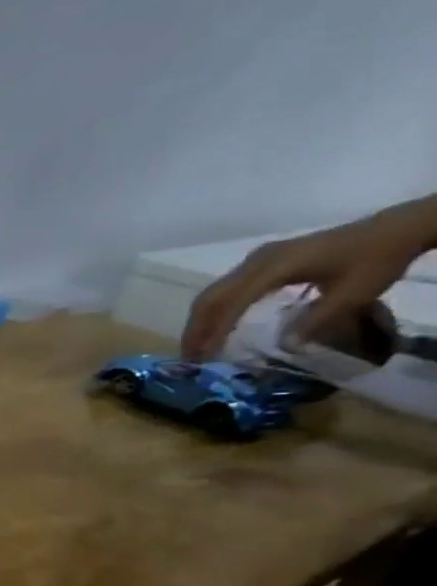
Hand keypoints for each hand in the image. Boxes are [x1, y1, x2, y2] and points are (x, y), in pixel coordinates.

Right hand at [182, 213, 428, 359]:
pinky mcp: (262, 262)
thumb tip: (285, 347)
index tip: (206, 356)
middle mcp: (256, 261)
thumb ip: (318, 320)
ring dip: (202, 320)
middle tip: (189, 356)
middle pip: (211, 297)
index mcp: (275, 267)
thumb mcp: (356, 293)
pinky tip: (218, 325)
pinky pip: (226, 288)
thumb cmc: (376, 259)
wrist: (396, 229)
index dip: (216, 330)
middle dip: (196, 328)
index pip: (232, 302)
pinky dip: (215, 310)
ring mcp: (257, 259)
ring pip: (214, 293)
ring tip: (198, 345)